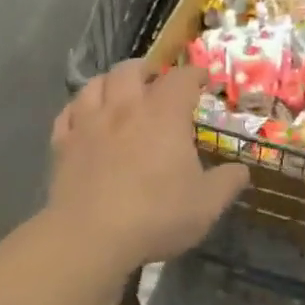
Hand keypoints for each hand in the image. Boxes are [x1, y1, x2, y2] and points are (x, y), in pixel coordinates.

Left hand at [49, 61, 248, 270]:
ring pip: (95, 84)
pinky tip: (83, 116)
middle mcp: (126, 107)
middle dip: (146, 69)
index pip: (181, 78)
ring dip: (109, 81)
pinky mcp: (63, 144)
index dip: (194, 74)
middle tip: (155, 79)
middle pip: (131, 69)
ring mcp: (89, 123)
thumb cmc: (156, 215)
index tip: (202, 79)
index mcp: (164, 114)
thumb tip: (241, 170)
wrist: (91, 236)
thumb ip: (227, 183)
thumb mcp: (206, 204)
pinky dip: (78, 108)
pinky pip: (67, 113)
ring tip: (118, 90)